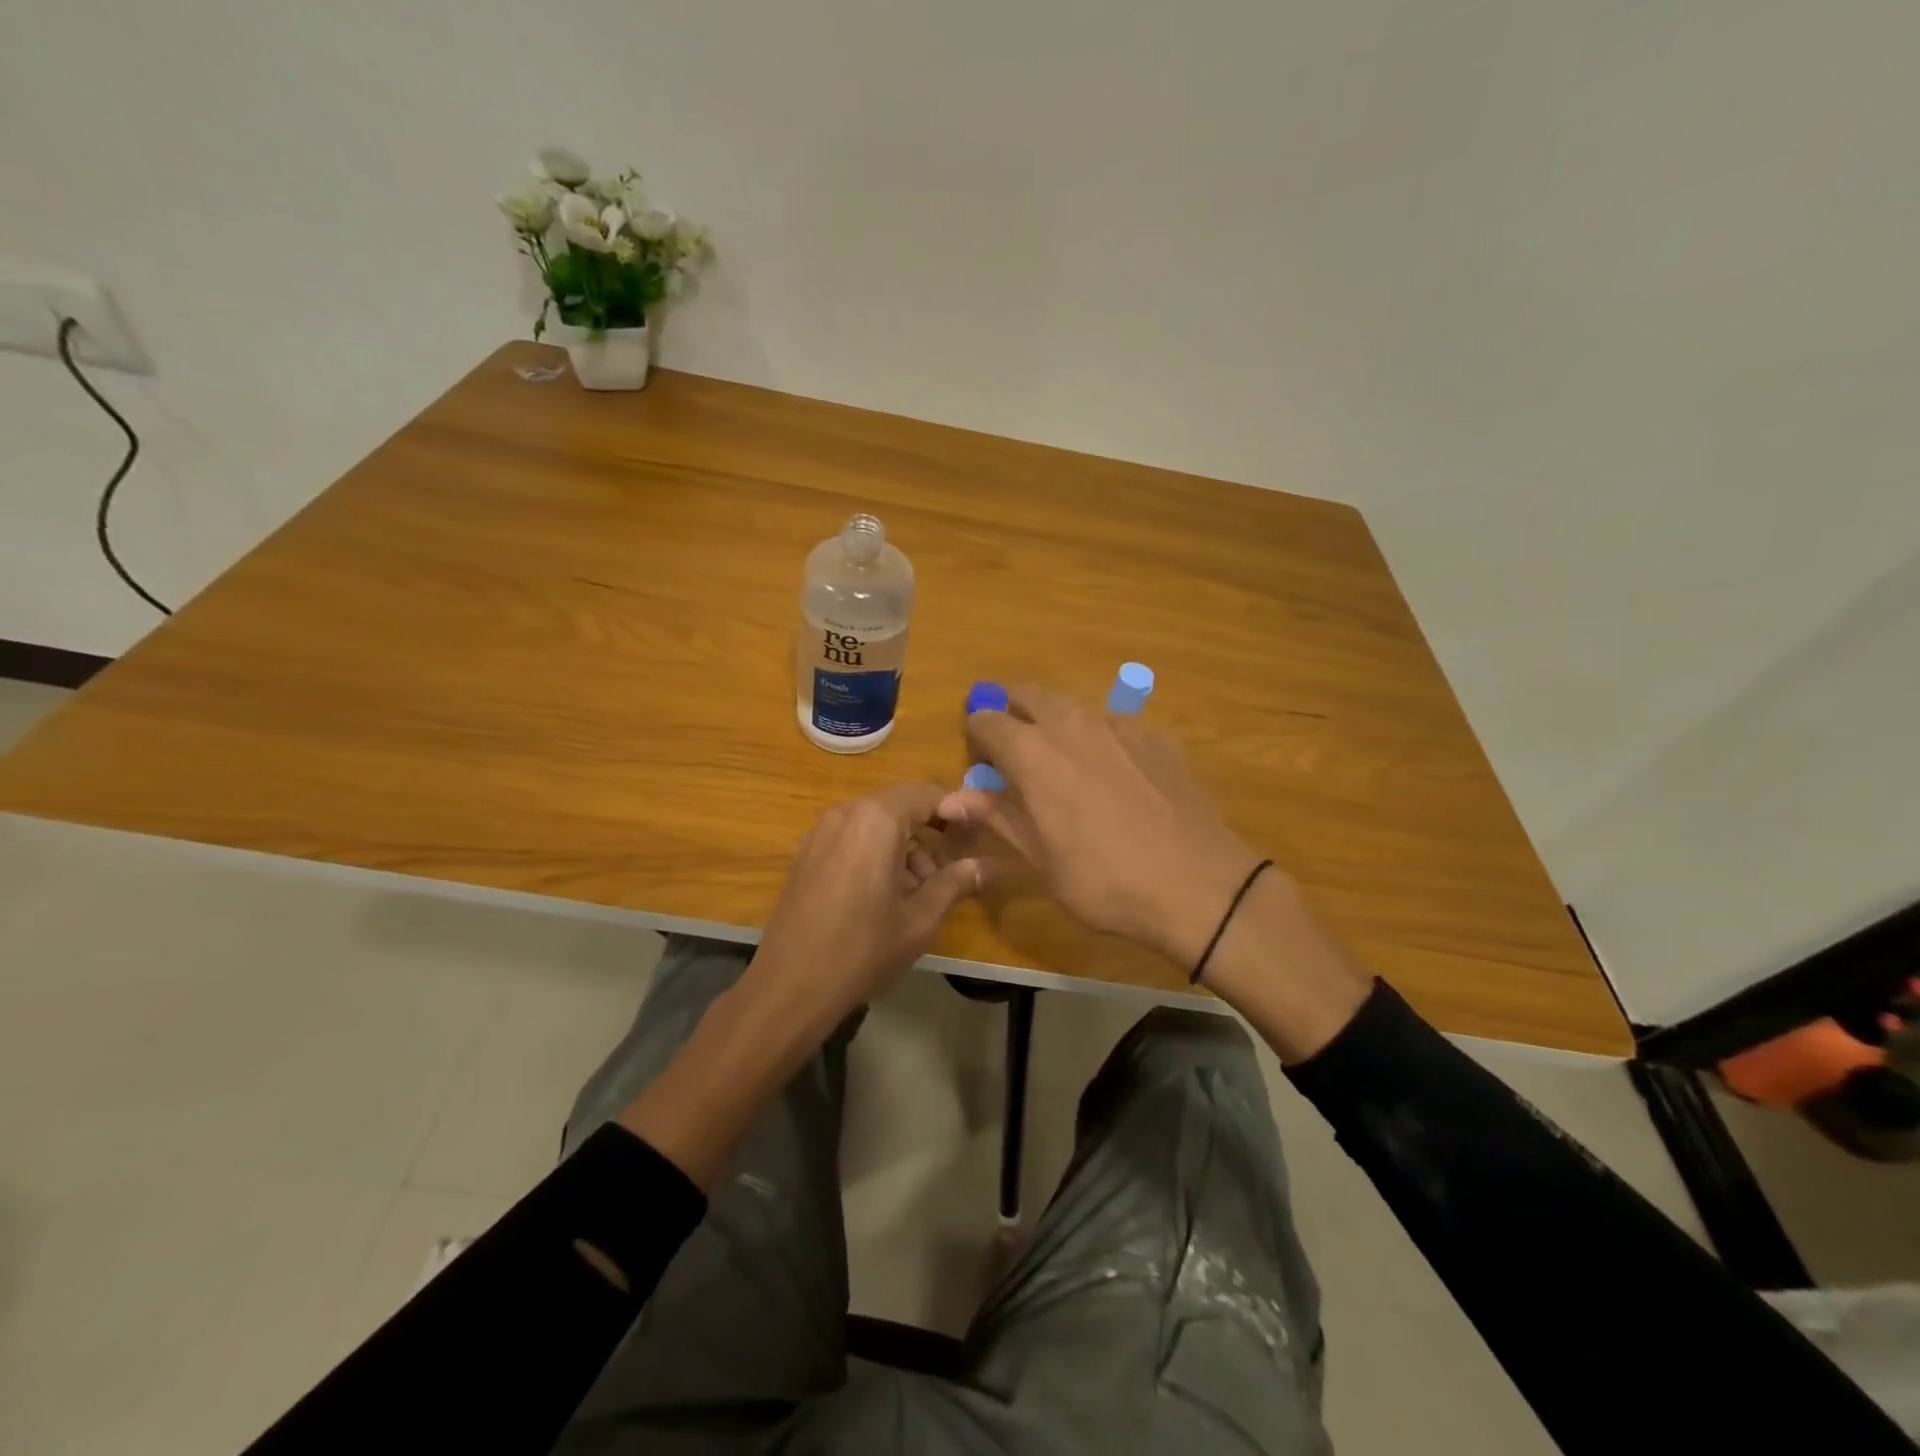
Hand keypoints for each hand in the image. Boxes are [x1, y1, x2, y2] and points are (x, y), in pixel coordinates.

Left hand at [742, 784, 986, 1036]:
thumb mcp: (920, 919)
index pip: (926, 794)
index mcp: (876, 820)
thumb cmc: (863, 949)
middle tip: (949, 871)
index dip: (955, 810)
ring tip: (917, 893)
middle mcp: (845, 814)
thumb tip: (988, 866)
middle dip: (928, 833)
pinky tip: (882, 896)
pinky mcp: (805, 854)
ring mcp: (819, 833)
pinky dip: (874, 853)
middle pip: (899, 807)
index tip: (975, 836)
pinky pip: (850, 839)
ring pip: (874, 824)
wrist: (790, 986)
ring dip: (902, 847)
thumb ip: (955, 883)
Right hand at [937, 685, 1261, 969]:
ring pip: (1074, 706)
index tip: (982, 765)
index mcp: (1033, 752)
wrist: (1197, 885)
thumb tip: (950, 799)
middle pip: (1029, 694)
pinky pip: (1117, 725)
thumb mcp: (1039, 858)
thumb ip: (996, 816)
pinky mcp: (1158, 736)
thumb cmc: (1103, 880)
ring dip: (1058, 724)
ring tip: (1067, 767)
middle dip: (1014, 713)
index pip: (986, 720)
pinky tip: (1119, 780)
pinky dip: (1103, 741)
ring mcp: (1121, 725)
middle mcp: (1073, 723)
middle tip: (1016, 754)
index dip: (976, 738)